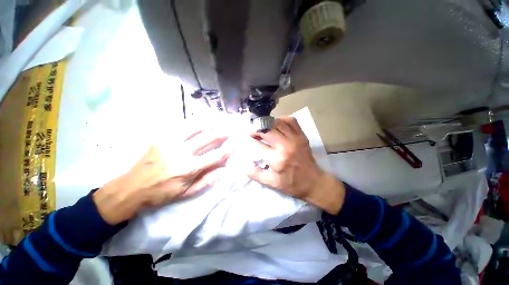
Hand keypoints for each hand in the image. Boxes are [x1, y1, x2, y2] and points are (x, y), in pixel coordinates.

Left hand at [93, 128, 228, 224]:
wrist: (132, 187)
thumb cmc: (162, 193)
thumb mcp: (186, 193)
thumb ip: (206, 181)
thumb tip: (223, 171)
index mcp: (189, 168)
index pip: (215, 156)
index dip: (227, 149)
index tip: (235, 143)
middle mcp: (182, 153)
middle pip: (206, 138)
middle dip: (220, 133)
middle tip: (228, 129)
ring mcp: (170, 143)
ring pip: (194, 128)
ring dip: (207, 124)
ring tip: (216, 121)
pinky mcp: (161, 138)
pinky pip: (180, 127)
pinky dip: (192, 123)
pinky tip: (198, 121)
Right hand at [247, 117, 345, 213]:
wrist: (314, 182)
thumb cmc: (292, 184)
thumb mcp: (272, 184)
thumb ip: (257, 174)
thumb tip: (246, 166)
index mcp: (277, 160)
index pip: (259, 145)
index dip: (251, 141)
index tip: (250, 140)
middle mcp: (285, 146)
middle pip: (267, 130)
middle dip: (257, 129)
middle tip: (254, 133)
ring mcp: (295, 139)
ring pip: (278, 123)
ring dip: (268, 124)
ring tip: (264, 128)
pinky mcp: (302, 136)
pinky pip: (291, 121)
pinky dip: (282, 120)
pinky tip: (278, 125)